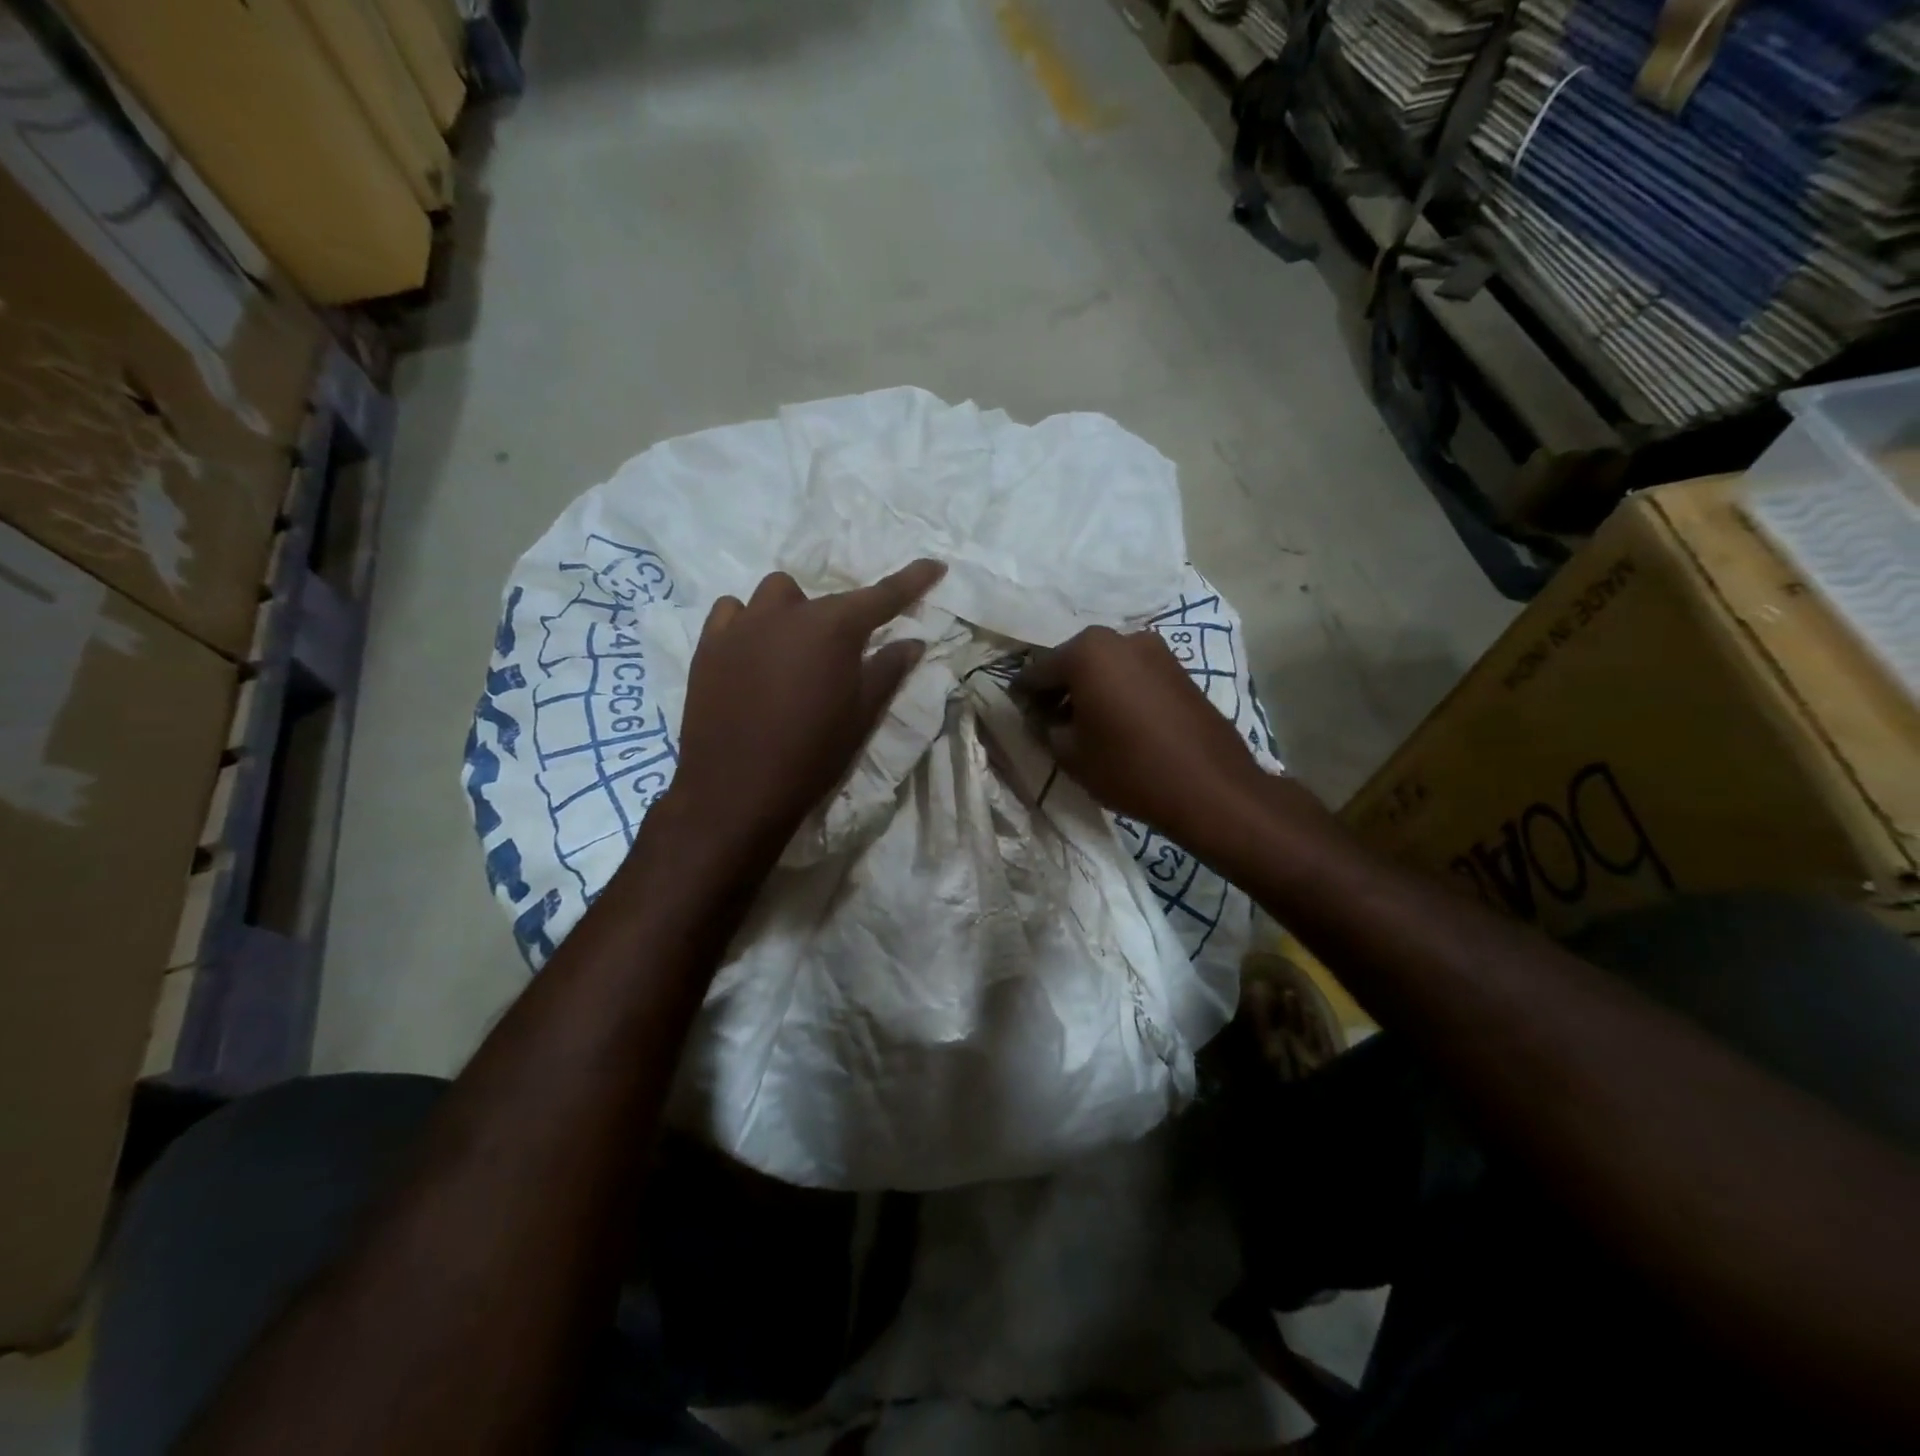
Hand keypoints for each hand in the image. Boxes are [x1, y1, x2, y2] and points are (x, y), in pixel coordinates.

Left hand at [663, 560, 945, 863]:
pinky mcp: (709, 645)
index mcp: (833, 628)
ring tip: (792, 650)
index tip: (934, 566)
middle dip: (838, 619)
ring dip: (792, 613)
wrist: (736, 791)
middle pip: (823, 598)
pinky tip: (751, 651)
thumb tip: (913, 642)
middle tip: (840, 658)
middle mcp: (787, 613)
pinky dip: (748, 622)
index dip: (912, 580)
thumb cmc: (812, 755)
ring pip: (774, 596)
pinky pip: (732, 612)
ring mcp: (742, 625)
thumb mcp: (862, 716)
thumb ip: (888, 671)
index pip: (882, 596)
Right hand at [1016, 627, 1300, 845]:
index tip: (1017, 714)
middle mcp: (1121, 638)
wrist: (1211, 787)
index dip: (1024, 695)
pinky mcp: (1179, 669)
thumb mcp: (1070, 754)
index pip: (1039, 670)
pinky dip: (1118, 690)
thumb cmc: (1129, 768)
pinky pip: (1134, 674)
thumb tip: (1042, 717)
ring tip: (1084, 724)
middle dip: (1059, 688)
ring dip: (1090, 688)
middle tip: (1048, 719)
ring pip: (1106, 666)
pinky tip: (1117, 722)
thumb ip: (1045, 728)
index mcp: (1087, 651)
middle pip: (1074, 661)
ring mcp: (1156, 649)